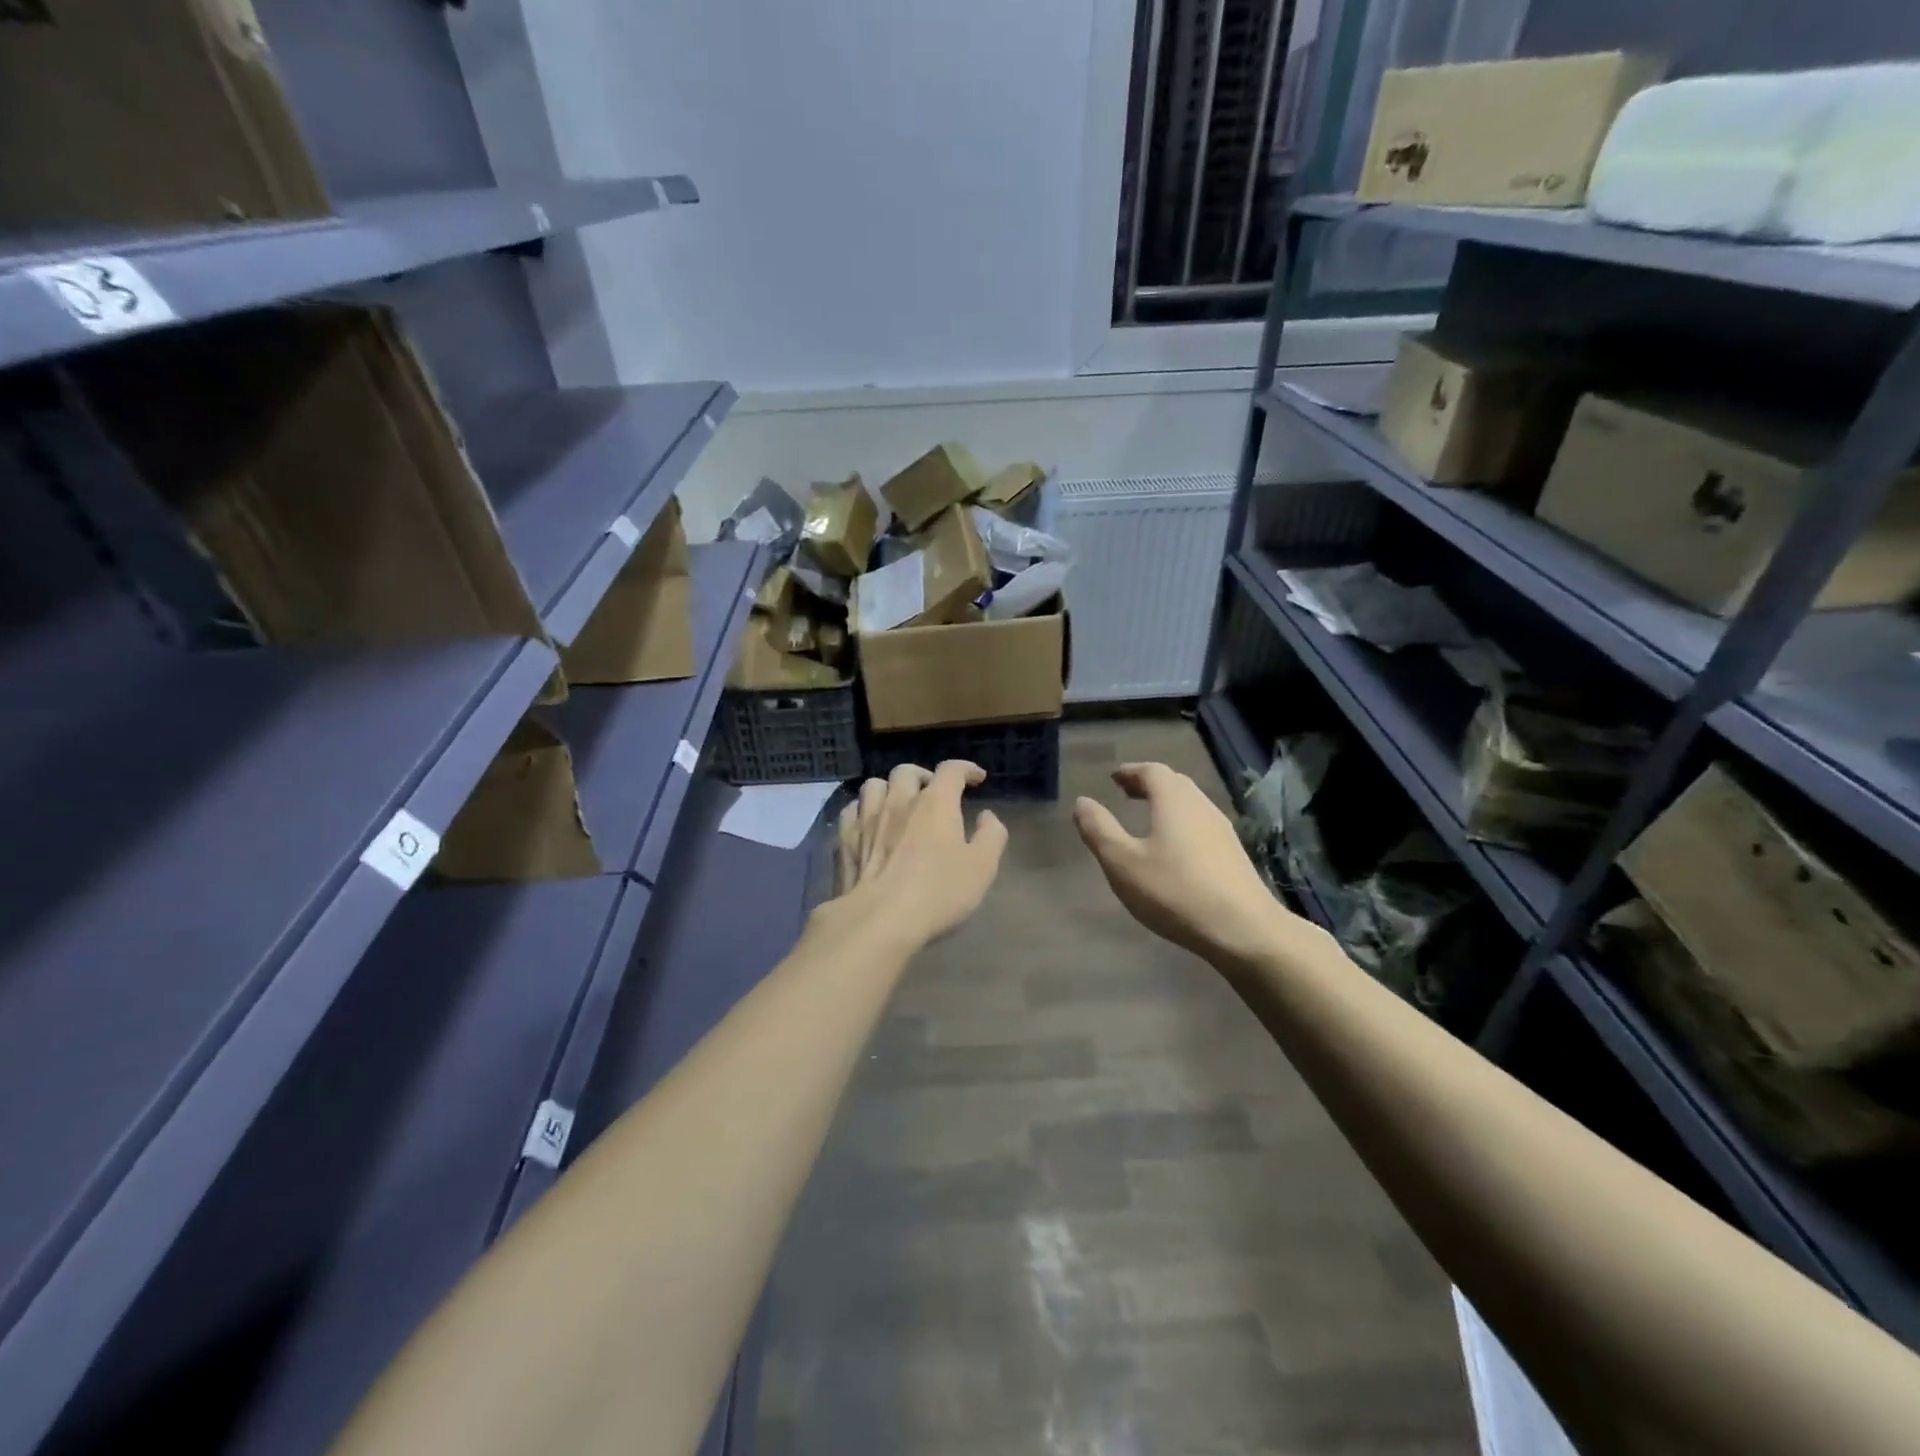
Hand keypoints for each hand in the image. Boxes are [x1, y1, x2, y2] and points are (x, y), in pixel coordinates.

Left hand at [829, 761, 1007, 952]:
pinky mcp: (845, 839)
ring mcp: (867, 818)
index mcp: (935, 803)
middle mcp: (899, 801)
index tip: (976, 778)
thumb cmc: (938, 892)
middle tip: (933, 793)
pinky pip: (852, 809)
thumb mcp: (982, 867)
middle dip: (923, 776)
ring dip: (890, 789)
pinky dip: (863, 809)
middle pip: (907, 771)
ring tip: (898, 804)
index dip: (966, 769)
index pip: (951, 770)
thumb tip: (987, 816)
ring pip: (874, 785)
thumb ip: (991, 836)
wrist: (880, 919)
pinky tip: (870, 822)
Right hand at [1073, 761, 1303, 966]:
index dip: (1131, 772)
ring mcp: (1222, 831)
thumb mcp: (1123, 863)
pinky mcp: (1233, 855)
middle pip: (1174, 784)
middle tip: (1127, 793)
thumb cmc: (1175, 892)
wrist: (1244, 930)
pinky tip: (1174, 849)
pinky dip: (1181, 823)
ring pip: (1191, 804)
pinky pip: (1201, 825)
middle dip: (1149, 784)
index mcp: (1174, 801)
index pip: (1152, 771)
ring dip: (1167, 804)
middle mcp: (1201, 806)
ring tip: (1147, 818)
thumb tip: (1082, 802)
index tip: (1114, 778)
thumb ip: (1099, 830)